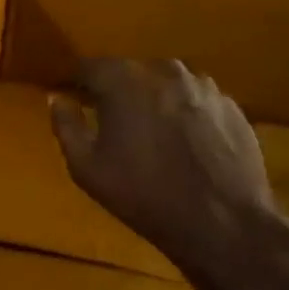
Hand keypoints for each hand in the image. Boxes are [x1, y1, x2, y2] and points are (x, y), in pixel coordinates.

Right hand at [50, 58, 278, 284]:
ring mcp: (204, 86)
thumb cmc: (143, 195)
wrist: (223, 223)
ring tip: (151, 131)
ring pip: (166, 84)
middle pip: (131, 72)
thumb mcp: (86, 168)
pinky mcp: (232, 106)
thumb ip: (66, 126)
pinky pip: (196, 101)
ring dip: (153, 100)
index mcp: (124, 81)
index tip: (72, 96)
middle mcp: (165, 71)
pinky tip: (184, 143)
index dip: (78, 81)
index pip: (90, 66)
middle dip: (117, 90)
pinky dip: (185, 113)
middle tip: (110, 119)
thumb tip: (56, 98)